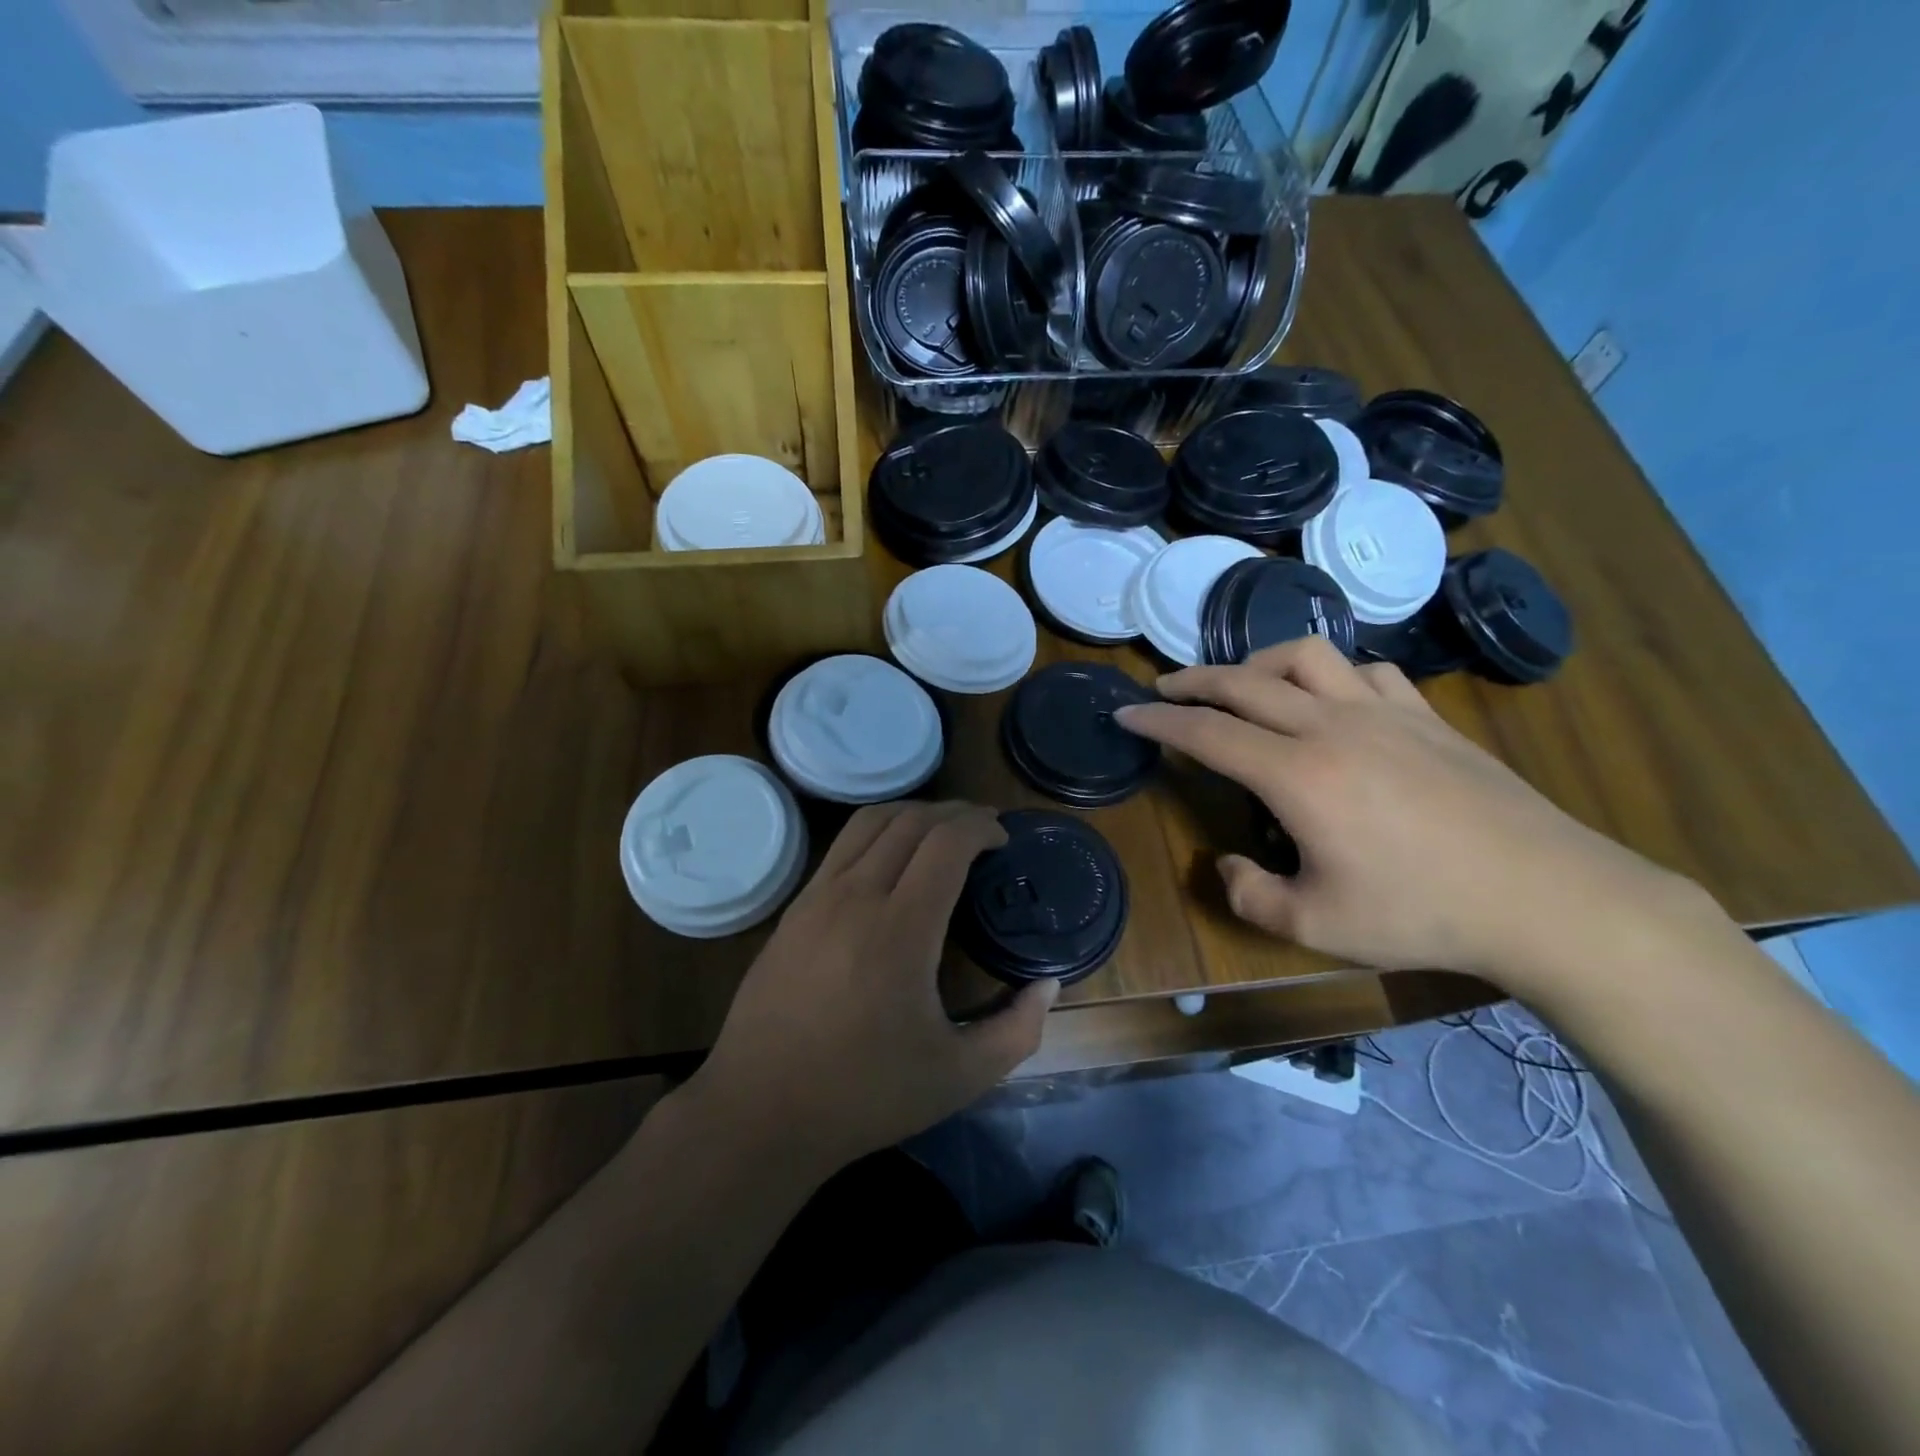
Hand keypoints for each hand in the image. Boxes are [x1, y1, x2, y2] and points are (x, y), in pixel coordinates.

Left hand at [690, 801, 1056, 1172]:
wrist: (759, 1112)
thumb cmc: (865, 1095)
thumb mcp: (959, 1077)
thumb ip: (1017, 1030)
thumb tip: (1048, 985)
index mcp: (900, 930)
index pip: (946, 842)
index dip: (981, 827)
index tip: (1003, 840)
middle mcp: (856, 897)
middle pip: (910, 821)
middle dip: (954, 813)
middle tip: (982, 828)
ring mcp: (816, 897)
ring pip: (869, 822)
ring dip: (913, 813)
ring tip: (940, 830)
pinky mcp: (792, 909)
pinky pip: (841, 846)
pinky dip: (877, 833)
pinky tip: (891, 861)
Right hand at [1115, 638, 1702, 984]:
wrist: (1546, 896)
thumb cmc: (1422, 913)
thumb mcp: (1315, 926)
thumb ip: (1249, 894)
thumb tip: (1227, 864)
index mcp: (1296, 774)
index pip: (1206, 732)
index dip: (1157, 720)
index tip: (1125, 713)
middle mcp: (1331, 726)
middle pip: (1244, 681)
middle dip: (1192, 680)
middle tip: (1162, 689)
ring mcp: (1384, 713)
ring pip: (1305, 657)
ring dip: (1259, 663)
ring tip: (1241, 685)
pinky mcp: (1427, 716)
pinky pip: (1366, 671)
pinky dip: (1330, 675)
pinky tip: (1329, 699)